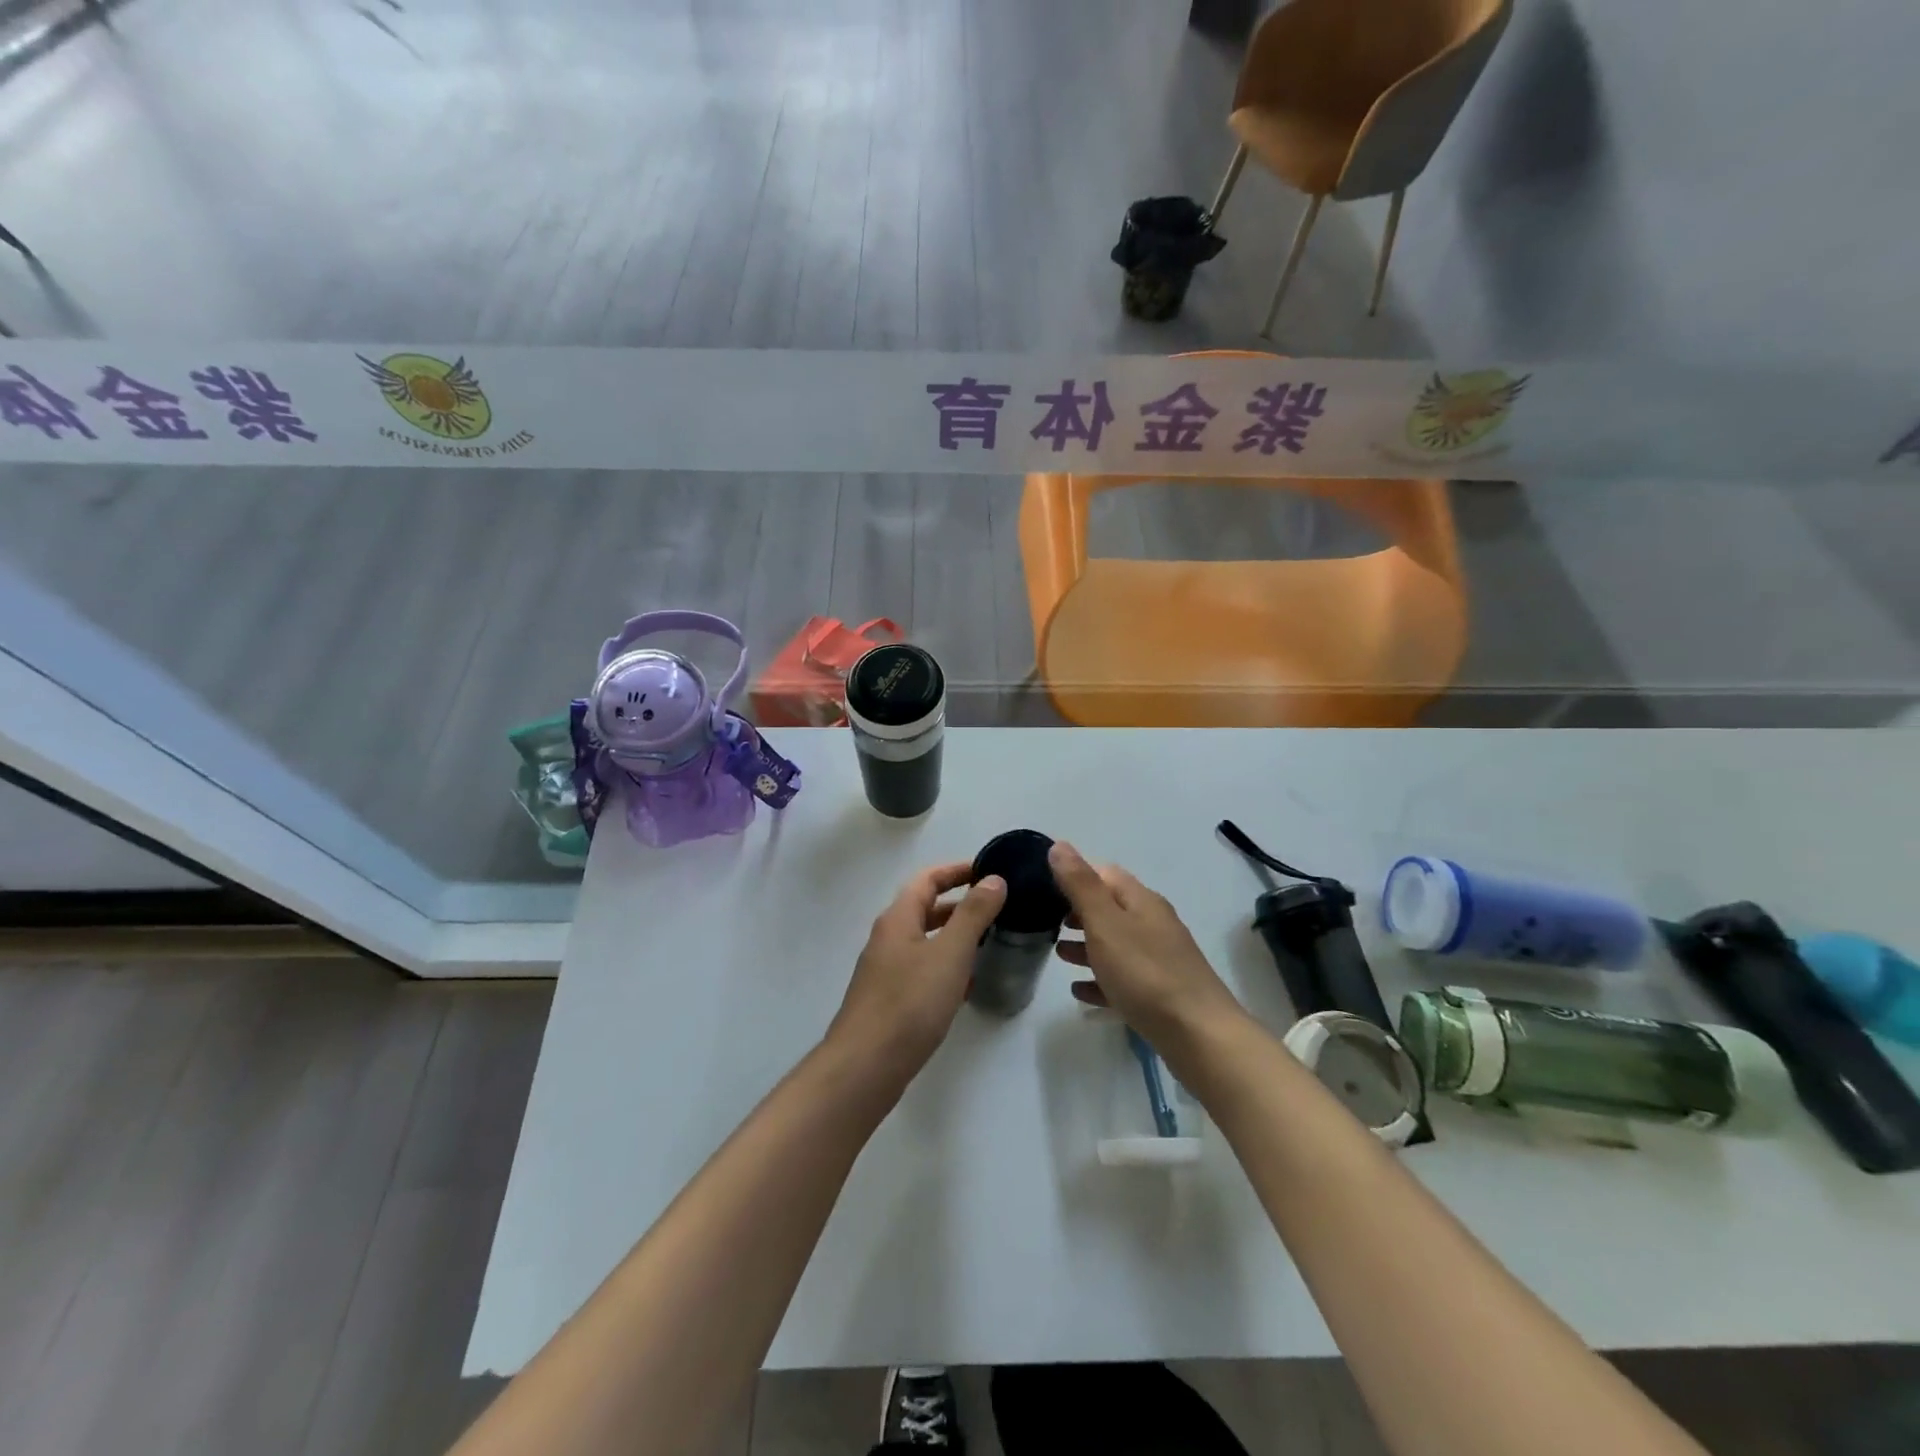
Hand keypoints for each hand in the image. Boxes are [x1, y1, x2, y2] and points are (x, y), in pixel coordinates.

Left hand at [825, 862, 1007, 1085]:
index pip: (928, 878)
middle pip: (925, 908)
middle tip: (997, 906)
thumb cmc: (910, 1002)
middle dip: (960, 903)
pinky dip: (946, 966)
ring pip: (925, 940)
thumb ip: (973, 915)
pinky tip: (967, 983)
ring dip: (955, 935)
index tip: (989, 870)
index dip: (957, 870)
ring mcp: (886, 970)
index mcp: (898, 918)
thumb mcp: (950, 953)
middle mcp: (888, 938)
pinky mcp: (890, 999)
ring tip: (990, 941)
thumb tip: (993, 879)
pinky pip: (922, 969)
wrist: (866, 1066)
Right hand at [1049, 841, 1248, 1063]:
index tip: (1044, 887)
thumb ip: (1080, 885)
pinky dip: (1099, 979)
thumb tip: (1059, 845)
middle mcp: (1152, 924)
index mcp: (1141, 901)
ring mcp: (1159, 960)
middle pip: (1110, 909)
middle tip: (1046, 922)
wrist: (1198, 1035)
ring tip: (1058, 954)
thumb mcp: (1105, 923)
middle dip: (1078, 912)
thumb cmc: (1145, 973)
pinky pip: (1122, 979)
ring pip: (1115, 944)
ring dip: (1087, 946)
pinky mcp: (1159, 994)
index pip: (1105, 874)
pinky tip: (1080, 992)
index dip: (1076, 875)